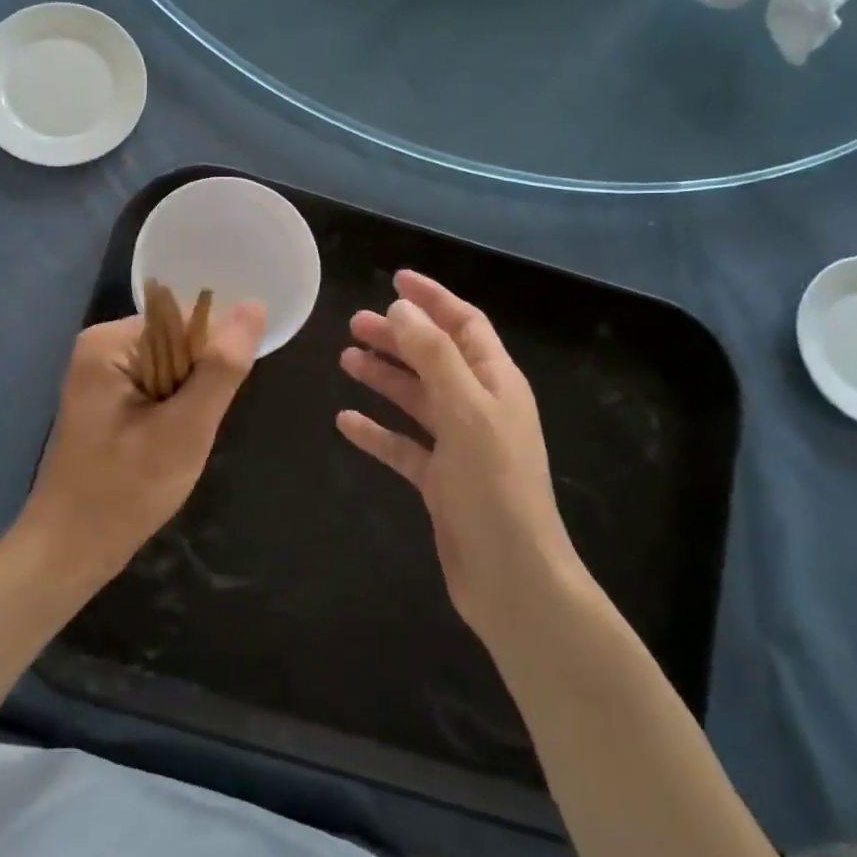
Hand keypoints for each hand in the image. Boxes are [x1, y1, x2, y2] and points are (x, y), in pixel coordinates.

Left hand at [16, 301, 265, 584]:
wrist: (70, 549)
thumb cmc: (125, 491)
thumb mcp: (184, 429)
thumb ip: (221, 367)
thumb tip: (255, 305)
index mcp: (110, 341)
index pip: (186, 320)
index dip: (211, 360)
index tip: (208, 407)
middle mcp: (100, 345)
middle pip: (177, 342)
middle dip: (196, 385)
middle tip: (186, 433)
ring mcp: (99, 372)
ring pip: (171, 368)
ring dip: (184, 403)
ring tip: (172, 442)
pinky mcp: (104, 397)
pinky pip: (155, 386)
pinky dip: (170, 413)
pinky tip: (160, 445)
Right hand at [337, 270, 582, 638]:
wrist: (511, 578)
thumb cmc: (494, 487)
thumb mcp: (466, 410)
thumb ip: (434, 356)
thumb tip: (401, 310)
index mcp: (496, 384)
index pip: (464, 325)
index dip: (433, 299)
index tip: (394, 279)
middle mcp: (479, 408)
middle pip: (434, 358)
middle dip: (398, 337)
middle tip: (354, 323)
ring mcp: (460, 446)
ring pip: (416, 398)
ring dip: (383, 377)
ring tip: (345, 359)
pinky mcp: (440, 481)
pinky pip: (403, 445)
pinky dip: (376, 431)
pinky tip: (345, 422)